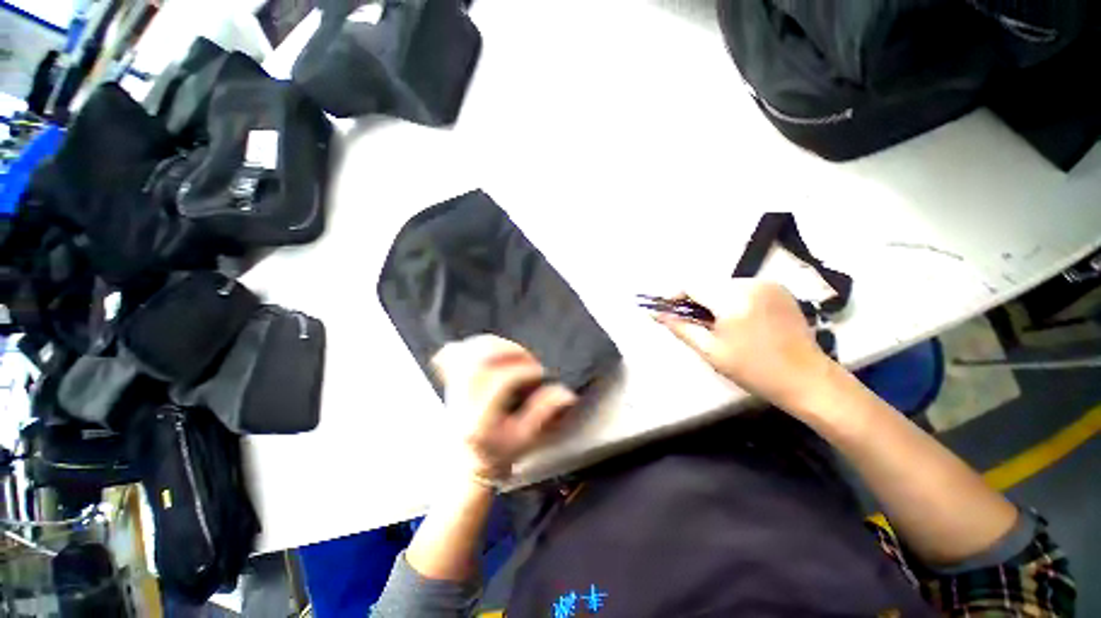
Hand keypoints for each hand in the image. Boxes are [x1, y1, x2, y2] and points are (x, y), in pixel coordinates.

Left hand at [432, 335, 577, 480]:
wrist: (466, 463)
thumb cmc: (497, 453)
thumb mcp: (525, 438)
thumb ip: (544, 412)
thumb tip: (566, 393)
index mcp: (479, 418)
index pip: (500, 381)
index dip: (525, 371)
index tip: (541, 373)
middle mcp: (462, 400)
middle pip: (481, 361)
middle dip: (510, 352)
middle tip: (528, 358)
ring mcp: (452, 389)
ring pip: (467, 352)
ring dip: (495, 344)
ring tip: (514, 350)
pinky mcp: (450, 380)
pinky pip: (452, 353)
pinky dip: (470, 344)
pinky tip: (486, 347)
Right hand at [655, 280, 831, 412]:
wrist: (807, 378)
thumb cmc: (754, 369)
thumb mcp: (711, 352)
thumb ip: (681, 328)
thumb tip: (657, 314)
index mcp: (732, 300)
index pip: (692, 285)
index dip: (676, 296)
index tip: (671, 311)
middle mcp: (750, 284)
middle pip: (708, 284)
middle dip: (697, 300)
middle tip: (698, 324)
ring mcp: (768, 284)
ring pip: (725, 285)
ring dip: (715, 300)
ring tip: (721, 324)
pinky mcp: (780, 288)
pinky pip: (744, 287)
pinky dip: (734, 299)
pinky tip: (741, 319)